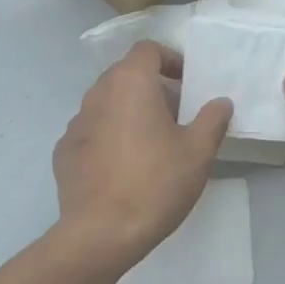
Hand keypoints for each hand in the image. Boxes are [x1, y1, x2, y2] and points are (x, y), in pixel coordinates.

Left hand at [53, 42, 232, 270]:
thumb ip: (213, 120)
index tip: (187, 83)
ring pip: (107, 104)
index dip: (170, 60)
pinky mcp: (63, 152)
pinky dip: (110, 138)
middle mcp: (97, 94)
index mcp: (129, 83)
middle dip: (152, 88)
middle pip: (126, 76)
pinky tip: (124, 167)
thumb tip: (221, 102)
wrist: (101, 233)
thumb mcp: (198, 152)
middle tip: (176, 116)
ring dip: (129, 113)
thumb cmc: (155, 184)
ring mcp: (75, 124)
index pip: (147, 50)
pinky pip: (92, 132)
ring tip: (151, 144)